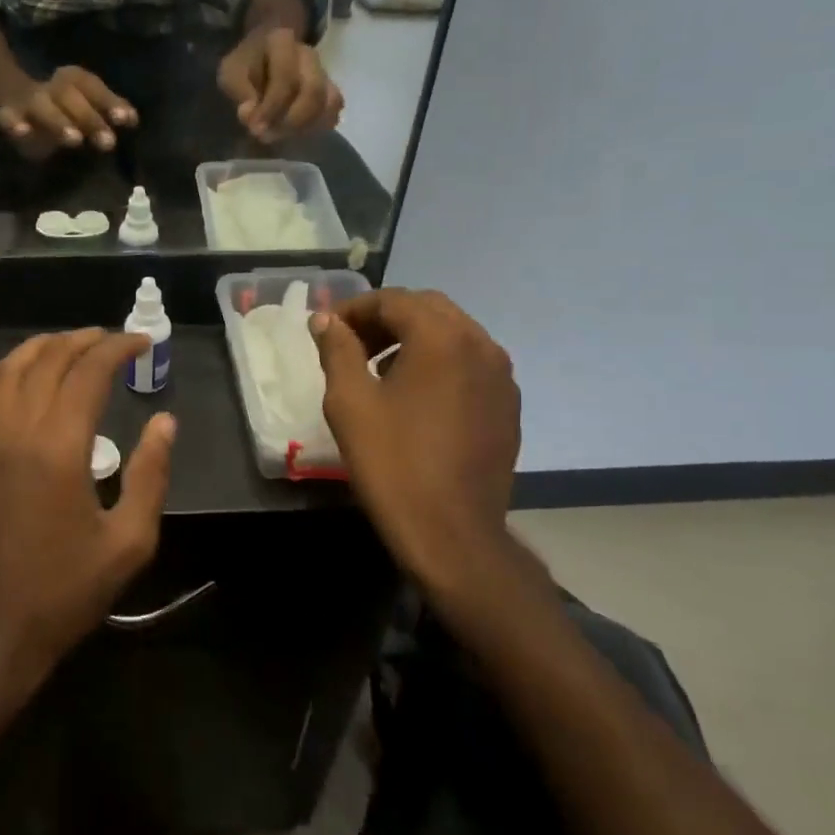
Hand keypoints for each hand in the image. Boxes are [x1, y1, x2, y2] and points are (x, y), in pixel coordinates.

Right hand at [0, 66, 136, 157]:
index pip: (92, 85)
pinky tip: (22, 132)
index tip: (127, 120)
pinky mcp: (7, 114)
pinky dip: (14, 125)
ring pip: (42, 106)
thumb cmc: (60, 103)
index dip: (109, 101)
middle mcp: (50, 86)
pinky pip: (7, 118)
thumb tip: (133, 119)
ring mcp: (27, 100)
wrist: (8, 89)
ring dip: (59, 122)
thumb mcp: (85, 100)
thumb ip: (108, 108)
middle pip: (69, 95)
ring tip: (75, 140)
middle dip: (89, 118)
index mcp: (70, 79)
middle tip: (108, 143)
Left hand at [0, 329, 176, 707]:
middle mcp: (16, 436)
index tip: (143, 342)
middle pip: (46, 364)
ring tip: (65, 344)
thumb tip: (164, 422)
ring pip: (4, 376)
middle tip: (111, 341)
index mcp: (59, 449)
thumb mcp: (130, 541)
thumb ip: (150, 475)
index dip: (117, 348)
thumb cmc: (68, 590)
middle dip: (81, 342)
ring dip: (36, 350)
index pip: (88, 374)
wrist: (0, 632)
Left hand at [218, 26, 343, 142]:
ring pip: (330, 102)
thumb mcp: (231, 73)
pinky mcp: (329, 90)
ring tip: (282, 136)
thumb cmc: (245, 64)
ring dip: (306, 127)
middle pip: (313, 92)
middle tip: (269, 136)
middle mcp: (308, 55)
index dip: (271, 108)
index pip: (286, 78)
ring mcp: (323, 72)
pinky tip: (296, 134)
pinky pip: (333, 111)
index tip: (256, 129)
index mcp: (282, 42)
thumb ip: (240, 92)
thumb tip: (252, 115)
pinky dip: (318, 127)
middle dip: (291, 121)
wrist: (261, 54)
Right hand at [311, 290, 538, 602]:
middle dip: (385, 319)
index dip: (354, 310)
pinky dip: (439, 363)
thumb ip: (338, 350)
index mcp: (443, 338)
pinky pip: (470, 364)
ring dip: (413, 338)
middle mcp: (481, 345)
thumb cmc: (392, 463)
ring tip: (379, 370)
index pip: (393, 300)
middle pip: (428, 309)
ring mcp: (501, 377)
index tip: (327, 331)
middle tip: (351, 345)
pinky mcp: (507, 405)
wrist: (451, 533)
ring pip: (453, 334)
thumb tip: (326, 320)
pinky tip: (415, 397)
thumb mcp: (350, 402)